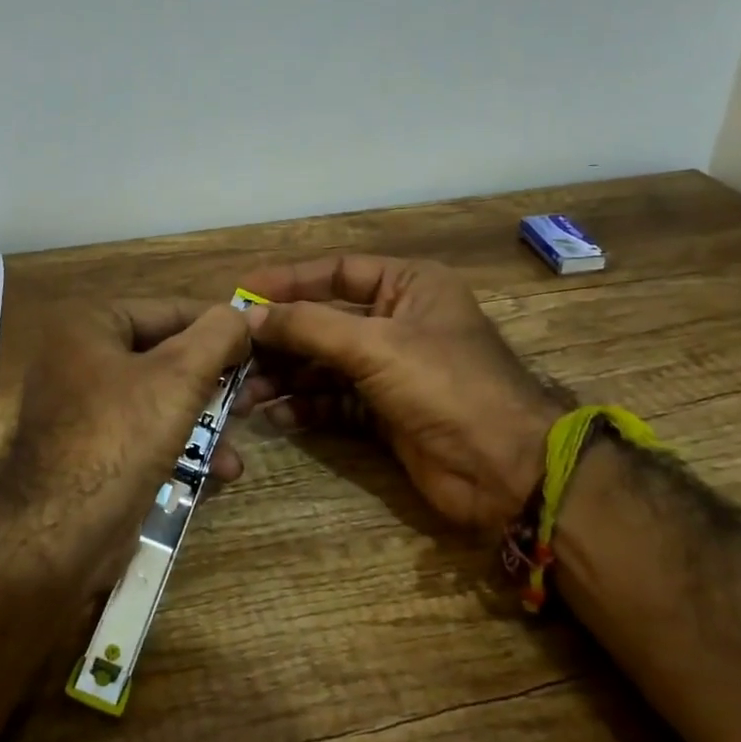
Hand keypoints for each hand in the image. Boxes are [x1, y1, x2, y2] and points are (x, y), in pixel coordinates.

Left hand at [1, 298, 250, 588]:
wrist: (60, 534)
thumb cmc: (120, 437)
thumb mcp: (179, 376)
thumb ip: (217, 335)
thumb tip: (240, 315)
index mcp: (89, 325)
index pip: (169, 310)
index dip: (220, 326)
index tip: (262, 343)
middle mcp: (80, 359)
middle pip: (166, 357)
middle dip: (215, 381)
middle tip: (254, 396)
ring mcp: (83, 408)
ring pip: (161, 400)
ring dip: (205, 420)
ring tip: (240, 438)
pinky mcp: (92, 452)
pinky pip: (146, 435)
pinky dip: (181, 447)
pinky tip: (218, 471)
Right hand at [238, 255, 563, 533]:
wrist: (505, 470)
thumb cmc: (445, 386)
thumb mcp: (375, 345)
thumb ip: (310, 326)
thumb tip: (250, 316)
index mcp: (409, 286)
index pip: (337, 272)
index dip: (289, 282)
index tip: (242, 294)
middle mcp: (398, 321)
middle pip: (324, 321)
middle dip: (281, 339)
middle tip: (234, 354)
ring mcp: (391, 369)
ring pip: (325, 364)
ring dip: (286, 377)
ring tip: (245, 394)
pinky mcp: (385, 412)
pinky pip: (334, 401)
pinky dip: (307, 407)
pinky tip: (277, 417)